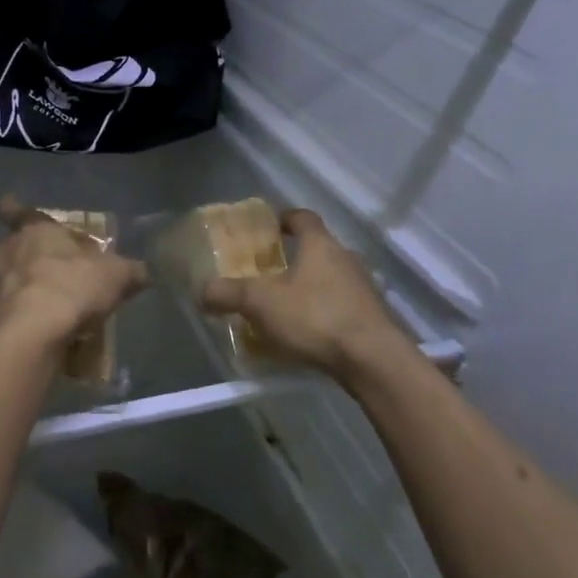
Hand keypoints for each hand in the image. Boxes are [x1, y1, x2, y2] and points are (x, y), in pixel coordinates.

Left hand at [0, 195, 146, 351]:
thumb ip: (129, 271)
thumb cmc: (74, 288)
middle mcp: (3, 249)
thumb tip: (147, 271)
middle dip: (7, 256)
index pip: (12, 208)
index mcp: (34, 229)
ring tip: (5, 298)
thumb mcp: (115, 276)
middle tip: (25, 272)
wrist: (35, 331)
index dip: (6, 206)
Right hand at [201, 208, 397, 377]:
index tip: (270, 227)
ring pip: (333, 278)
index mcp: (320, 244)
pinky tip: (311, 333)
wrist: (374, 361)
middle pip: (319, 248)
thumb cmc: (316, 317)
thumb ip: (229, 294)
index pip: (303, 217)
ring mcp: (364, 288)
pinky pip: (344, 305)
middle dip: (296, 257)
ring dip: (313, 286)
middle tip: (272, 271)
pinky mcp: (374, 318)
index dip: (285, 218)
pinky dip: (326, 311)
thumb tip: (202, 291)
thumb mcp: (262, 303)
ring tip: (288, 305)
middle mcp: (346, 258)